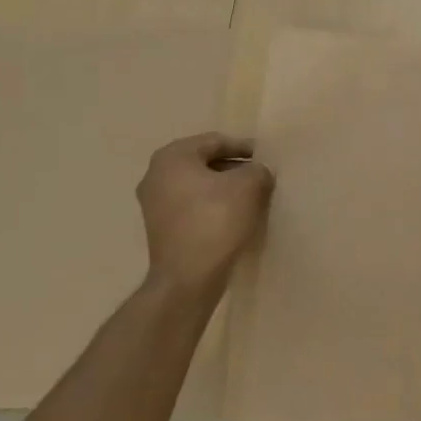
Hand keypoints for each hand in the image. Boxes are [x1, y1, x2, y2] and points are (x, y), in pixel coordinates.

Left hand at [135, 133, 274, 302]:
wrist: (187, 278)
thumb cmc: (216, 221)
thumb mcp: (249, 186)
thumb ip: (258, 170)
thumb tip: (258, 172)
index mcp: (173, 157)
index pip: (215, 141)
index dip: (244, 147)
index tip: (266, 158)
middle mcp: (156, 175)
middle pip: (205, 162)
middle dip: (234, 168)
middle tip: (260, 177)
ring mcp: (153, 204)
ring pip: (198, 186)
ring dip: (224, 189)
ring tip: (251, 198)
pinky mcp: (160, 228)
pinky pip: (192, 206)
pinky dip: (212, 207)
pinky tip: (234, 218)